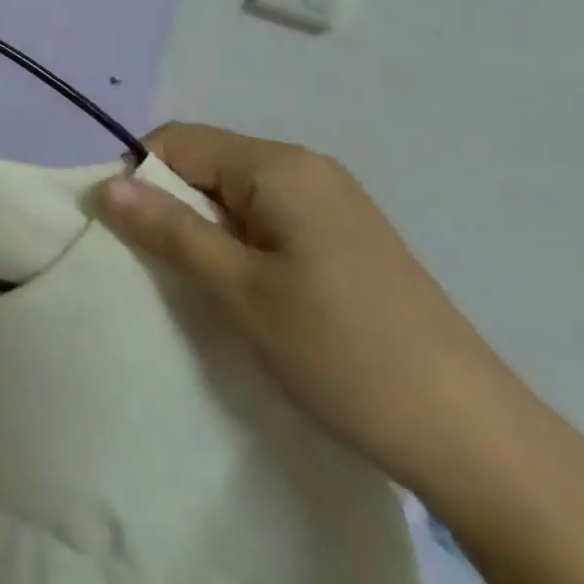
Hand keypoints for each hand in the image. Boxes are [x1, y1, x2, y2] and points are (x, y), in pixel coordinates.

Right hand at [98, 123, 519, 495]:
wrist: (479, 441)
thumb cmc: (346, 354)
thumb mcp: (242, 292)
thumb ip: (170, 231)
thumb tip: (105, 185)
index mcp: (281, 166)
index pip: (178, 142)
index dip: (141, 179)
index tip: (128, 237)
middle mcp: (307, 169)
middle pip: (207, 165)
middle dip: (173, 208)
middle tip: (165, 272)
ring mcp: (332, 203)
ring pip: (234, 196)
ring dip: (206, 232)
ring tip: (207, 289)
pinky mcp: (346, 238)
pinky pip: (267, 220)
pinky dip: (241, 247)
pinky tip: (250, 296)